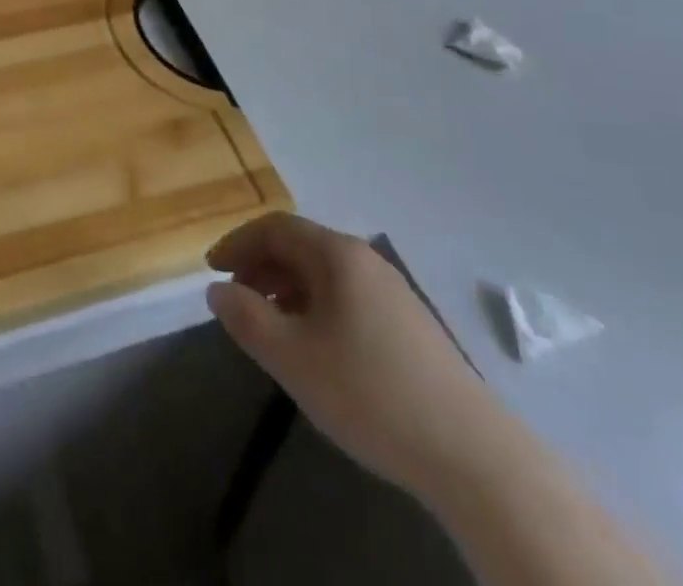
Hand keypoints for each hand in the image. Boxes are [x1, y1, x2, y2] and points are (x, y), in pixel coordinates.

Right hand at [207, 213, 511, 500]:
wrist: (471, 454)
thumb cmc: (369, 392)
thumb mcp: (292, 357)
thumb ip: (246, 318)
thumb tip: (218, 290)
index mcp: (337, 255)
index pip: (275, 227)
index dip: (238, 242)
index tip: (211, 269)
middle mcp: (366, 261)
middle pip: (301, 246)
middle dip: (260, 266)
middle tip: (235, 298)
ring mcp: (392, 292)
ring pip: (324, 275)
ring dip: (286, 289)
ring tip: (268, 326)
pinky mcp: (409, 326)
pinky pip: (347, 298)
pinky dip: (315, 308)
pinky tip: (314, 348)